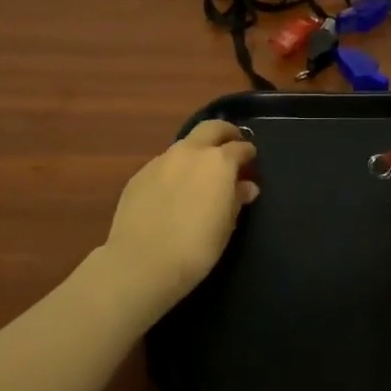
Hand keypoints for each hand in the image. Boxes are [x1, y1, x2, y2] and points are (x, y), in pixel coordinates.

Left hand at [103, 120, 259, 307]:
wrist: (141, 262)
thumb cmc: (196, 247)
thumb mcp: (226, 226)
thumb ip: (237, 199)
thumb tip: (246, 187)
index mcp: (218, 162)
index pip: (240, 147)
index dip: (248, 153)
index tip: (251, 161)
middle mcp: (190, 153)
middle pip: (210, 128)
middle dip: (224, 133)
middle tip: (231, 144)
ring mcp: (161, 161)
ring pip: (184, 145)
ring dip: (196, 152)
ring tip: (199, 173)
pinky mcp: (139, 175)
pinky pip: (163, 165)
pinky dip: (174, 171)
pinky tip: (172, 191)